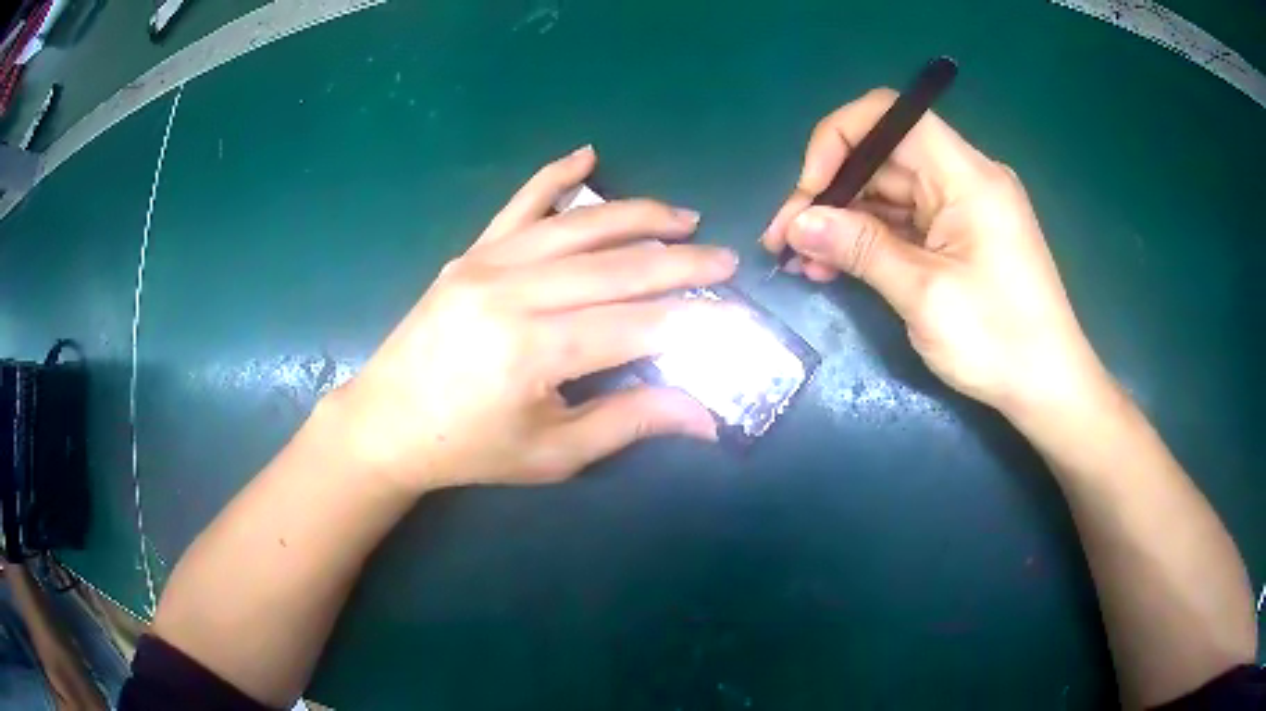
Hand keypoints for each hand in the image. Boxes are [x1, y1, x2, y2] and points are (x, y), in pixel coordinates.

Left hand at [330, 146, 736, 493]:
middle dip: (681, 262)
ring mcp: (488, 264)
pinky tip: (587, 155)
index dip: (694, 320)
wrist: (387, 423)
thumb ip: (631, 423)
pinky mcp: (471, 254)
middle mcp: (516, 293)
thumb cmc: (470, 449)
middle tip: (725, 258)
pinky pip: (519, 204)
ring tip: (683, 217)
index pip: (639, 325)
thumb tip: (705, 418)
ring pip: (579, 226)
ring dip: (638, 216)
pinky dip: (555, 177)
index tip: (733, 315)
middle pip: (618, 266)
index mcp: (537, 351)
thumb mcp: (554, 452)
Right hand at [761, 89, 1113, 422]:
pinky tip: (835, 266)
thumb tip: (798, 223)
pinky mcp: (960, 236)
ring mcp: (963, 208)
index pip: (891, 117)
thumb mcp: (924, 296)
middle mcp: (964, 178)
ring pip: (888, 192)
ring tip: (803, 262)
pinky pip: (905, 222)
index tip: (809, 192)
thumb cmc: (999, 342)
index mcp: (966, 176)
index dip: (839, 139)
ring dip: (844, 222)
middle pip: (883, 158)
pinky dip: (869, 240)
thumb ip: (861, 249)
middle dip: (830, 192)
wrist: (1049, 388)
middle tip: (786, 239)